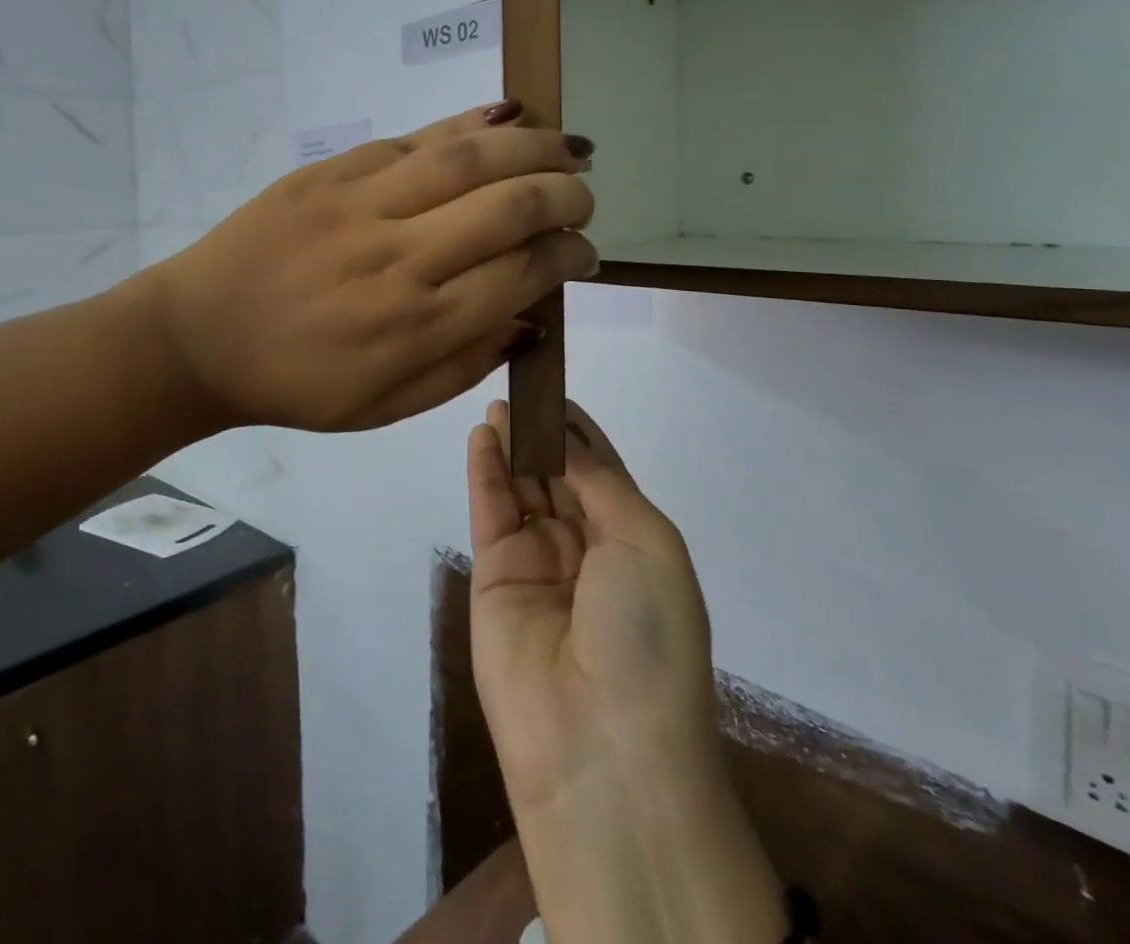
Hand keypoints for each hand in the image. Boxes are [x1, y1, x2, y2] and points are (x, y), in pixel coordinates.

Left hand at [151, 103, 597, 432]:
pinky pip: (415, 138)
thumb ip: (468, 364)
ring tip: (570, 146)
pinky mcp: (332, 171)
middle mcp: (401, 257)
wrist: (200, 336)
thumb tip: (532, 315)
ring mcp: (364, 204)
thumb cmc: (298, 383)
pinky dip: (470, 123)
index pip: (523, 272)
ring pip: (469, 157)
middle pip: (509, 206)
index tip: (584, 251)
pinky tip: (508, 116)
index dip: (568, 255)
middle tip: (584, 196)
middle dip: (566, 195)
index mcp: (418, 325)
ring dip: (534, 146)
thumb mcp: (388, 405)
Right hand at [467, 401, 716, 809]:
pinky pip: (491, 510)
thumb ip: (600, 482)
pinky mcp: (493, 575)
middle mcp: (586, 549)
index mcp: (635, 543)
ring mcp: (537, 562)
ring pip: (522, 487)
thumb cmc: (645, 632)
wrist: (600, 745)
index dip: (581, 431)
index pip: (602, 472)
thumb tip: (566, 440)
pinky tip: (482, 435)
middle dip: (543, 432)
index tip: (557, 389)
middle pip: (559, 474)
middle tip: (520, 384)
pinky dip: (486, 470)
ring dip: (513, 444)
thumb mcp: (647, 543)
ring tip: (499, 401)